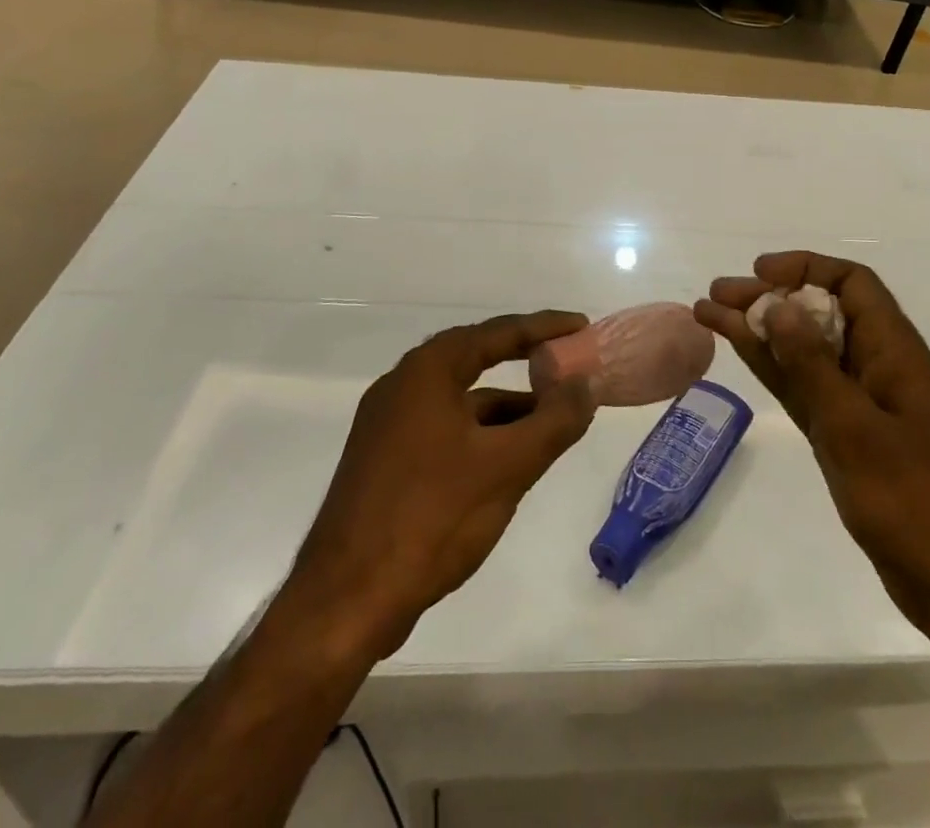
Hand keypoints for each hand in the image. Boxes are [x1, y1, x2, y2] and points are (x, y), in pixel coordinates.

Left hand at [276, 311, 596, 660]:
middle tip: (568, 361)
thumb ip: (554, 420)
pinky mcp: (384, 460)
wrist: (344, 602)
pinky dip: (482, 431)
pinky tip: (509, 457)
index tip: (581, 326)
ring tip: (552, 416)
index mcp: (427, 371)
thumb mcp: (508, 467)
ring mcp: (389, 424)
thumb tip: (585, 385)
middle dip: (525, 360)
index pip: (497, 332)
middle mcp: (403, 385)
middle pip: (477, 357)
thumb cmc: (431, 518)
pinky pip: (446, 427)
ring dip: (507, 403)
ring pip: (462, 398)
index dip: (544, 327)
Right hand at [695, 253, 929, 652]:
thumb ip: (813, 366)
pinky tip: (742, 354)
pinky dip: (773, 369)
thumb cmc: (918, 502)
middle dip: (769, 298)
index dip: (805, 268)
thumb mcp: (857, 428)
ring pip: (804, 351)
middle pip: (819, 313)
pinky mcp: (849, 439)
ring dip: (761, 330)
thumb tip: (780, 305)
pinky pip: (804, 389)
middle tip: (716, 294)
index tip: (759, 273)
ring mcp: (861, 405)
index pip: (851, 283)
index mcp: (893, 351)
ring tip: (709, 314)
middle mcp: (877, 367)